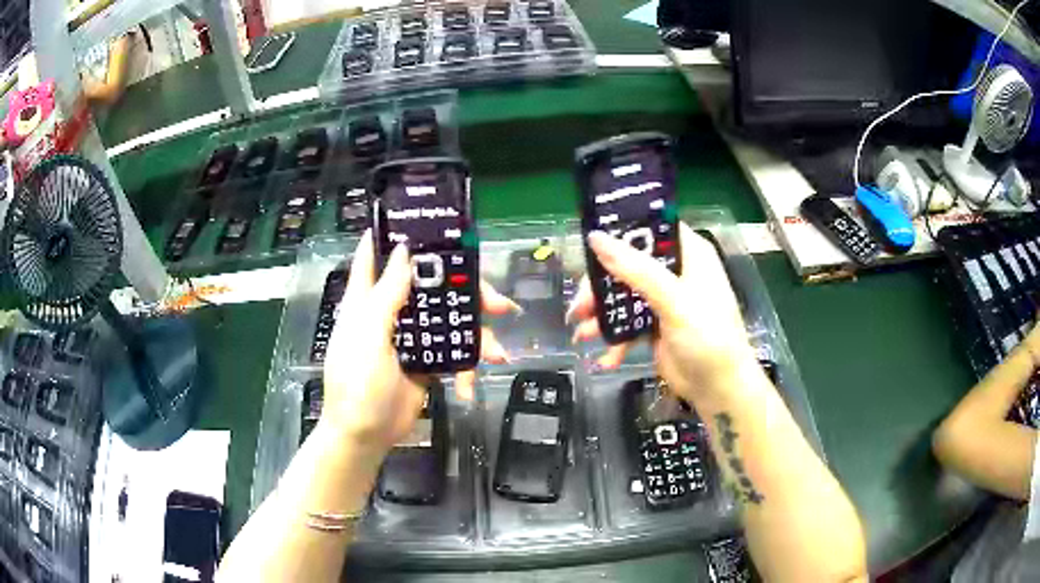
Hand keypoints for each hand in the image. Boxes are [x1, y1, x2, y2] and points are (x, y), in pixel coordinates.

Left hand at [321, 231, 517, 450]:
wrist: (366, 435)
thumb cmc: (357, 381)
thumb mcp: (368, 334)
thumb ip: (387, 294)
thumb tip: (403, 250)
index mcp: (369, 300)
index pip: (376, 256)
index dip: (395, 236)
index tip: (425, 222)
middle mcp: (392, 312)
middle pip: (432, 287)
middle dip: (467, 292)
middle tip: (498, 303)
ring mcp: (412, 338)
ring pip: (450, 321)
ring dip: (477, 337)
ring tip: (497, 354)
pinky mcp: (427, 363)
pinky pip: (454, 354)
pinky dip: (466, 368)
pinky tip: (470, 385)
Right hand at [569, 222, 756, 400]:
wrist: (720, 390)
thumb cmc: (709, 338)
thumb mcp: (674, 300)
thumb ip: (636, 270)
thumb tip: (596, 238)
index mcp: (689, 254)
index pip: (651, 228)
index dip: (621, 231)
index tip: (590, 242)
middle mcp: (676, 272)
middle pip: (629, 264)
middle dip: (601, 287)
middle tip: (579, 306)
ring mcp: (665, 300)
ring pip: (624, 296)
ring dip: (602, 315)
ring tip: (582, 335)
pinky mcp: (656, 327)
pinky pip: (628, 324)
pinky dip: (615, 339)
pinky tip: (606, 358)